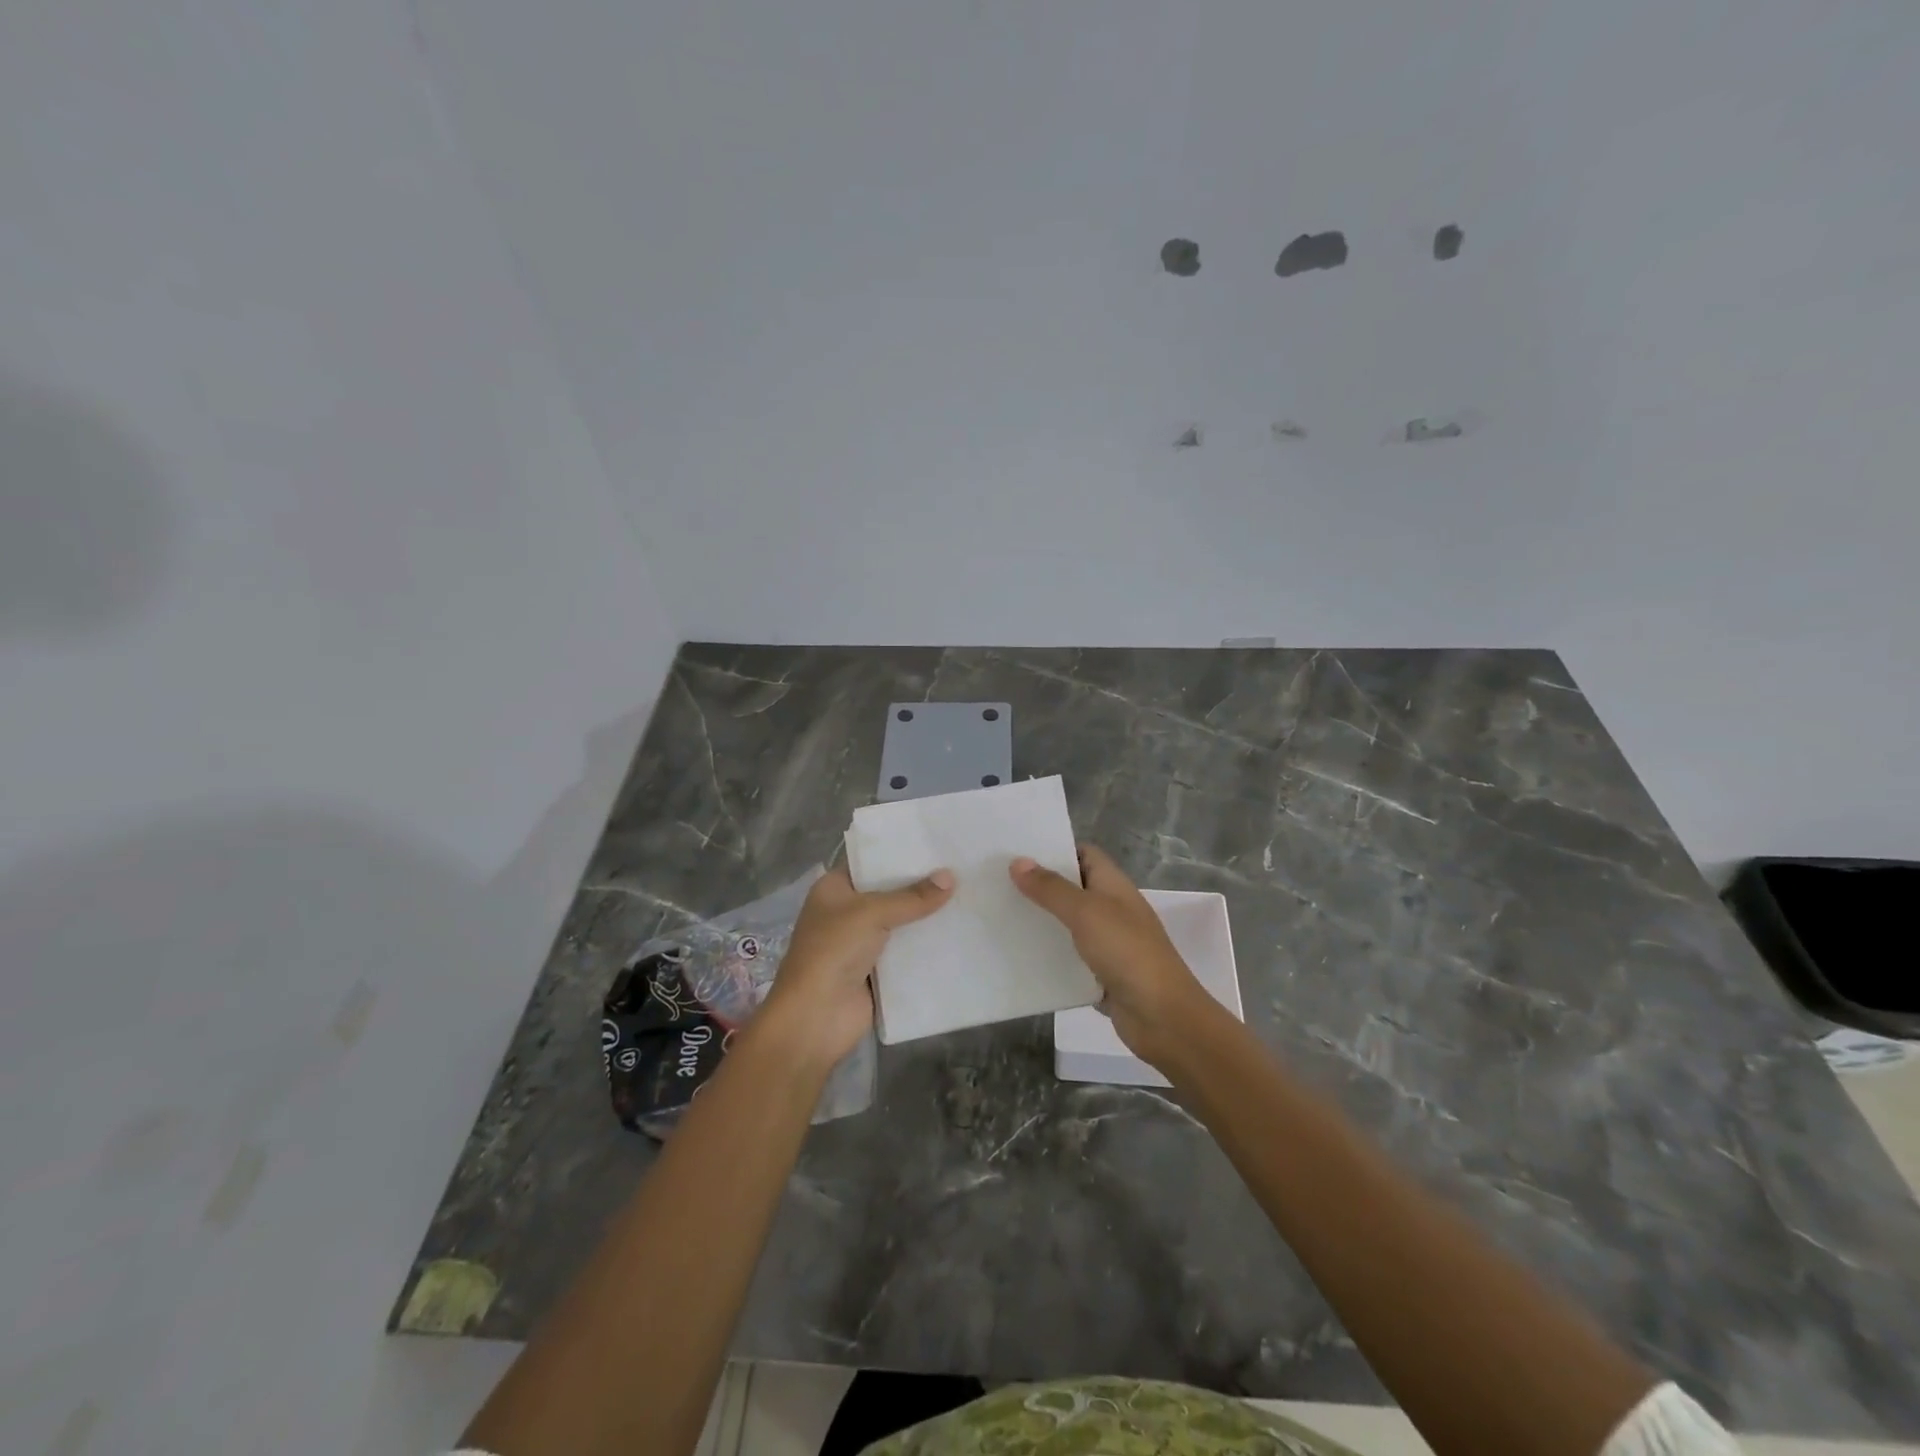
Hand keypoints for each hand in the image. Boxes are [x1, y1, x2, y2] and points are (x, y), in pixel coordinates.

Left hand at [758, 863, 954, 1067]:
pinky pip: (907, 953)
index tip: (935, 842)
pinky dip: (926, 946)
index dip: (899, 853)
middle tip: (961, 867)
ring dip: (926, 917)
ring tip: (968, 895)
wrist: (816, 1017)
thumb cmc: (833, 951)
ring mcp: (861, 943)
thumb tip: (950, 877)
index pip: (869, 862)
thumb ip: (912, 897)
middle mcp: (846, 912)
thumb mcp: (872, 913)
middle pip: (889, 893)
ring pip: (900, 923)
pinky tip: (958, 933)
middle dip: (920, 885)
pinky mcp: (877, 972)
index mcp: (834, 889)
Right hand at [1011, 843, 1215, 1070]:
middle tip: (997, 882)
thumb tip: (1018, 861)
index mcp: (1114, 885)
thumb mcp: (1086, 912)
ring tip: (999, 914)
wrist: (1162, 1016)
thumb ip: (1052, 888)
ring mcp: (1107, 943)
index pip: (1084, 854)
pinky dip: (1048, 955)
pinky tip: (1018, 955)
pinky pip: (1068, 958)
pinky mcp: (1100, 974)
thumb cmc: (1127, 952)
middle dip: (1039, 885)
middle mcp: (1111, 909)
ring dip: (1040, 921)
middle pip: (1072, 888)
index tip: (1017, 852)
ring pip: (1067, 924)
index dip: (1055, 849)